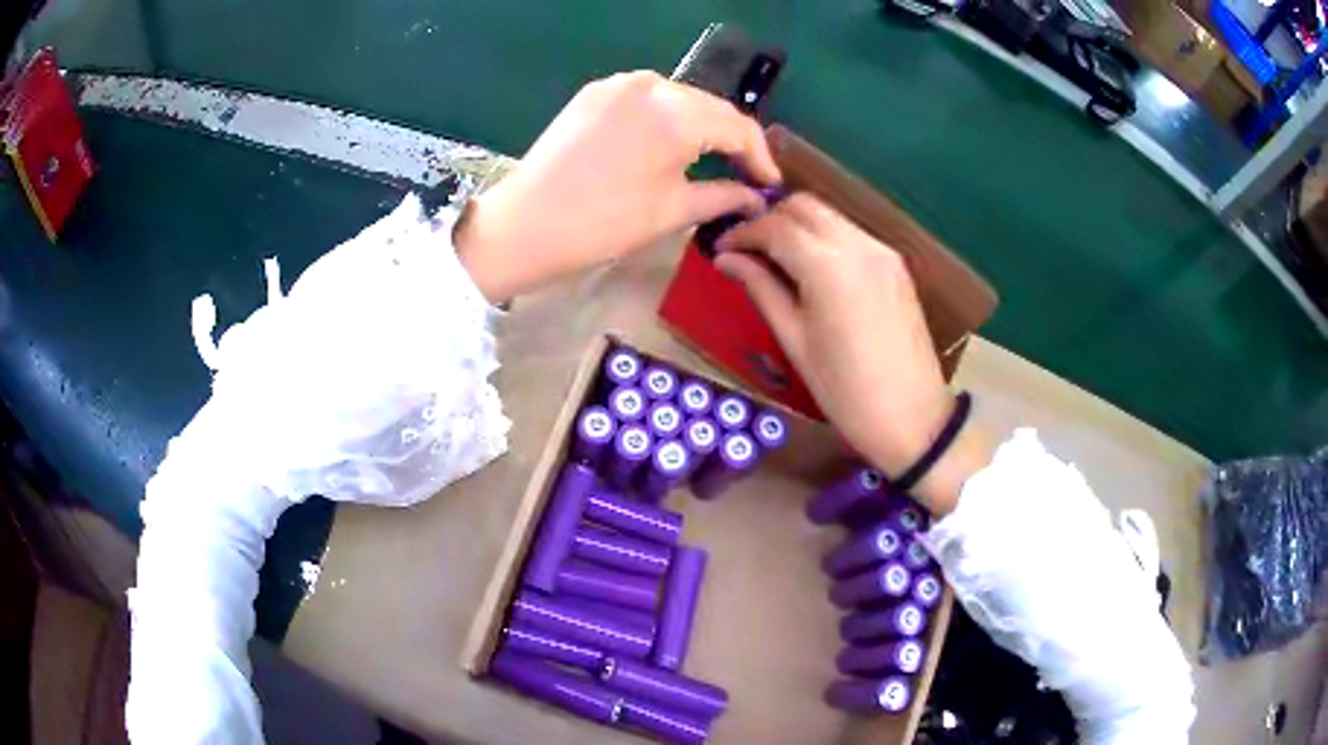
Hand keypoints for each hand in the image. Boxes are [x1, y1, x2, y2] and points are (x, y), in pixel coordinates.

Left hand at [455, 71, 779, 301]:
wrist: (524, 224)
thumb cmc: (602, 223)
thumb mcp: (671, 211)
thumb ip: (724, 196)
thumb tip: (756, 197)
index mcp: (676, 115)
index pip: (737, 126)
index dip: (760, 155)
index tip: (769, 183)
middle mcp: (652, 85)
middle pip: (710, 107)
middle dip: (731, 139)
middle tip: (745, 172)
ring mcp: (619, 83)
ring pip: (679, 99)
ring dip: (699, 126)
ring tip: (710, 158)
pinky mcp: (595, 91)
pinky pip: (646, 98)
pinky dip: (666, 117)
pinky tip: (667, 141)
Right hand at [715, 194, 988, 513]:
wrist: (911, 416)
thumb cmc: (843, 389)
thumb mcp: (794, 339)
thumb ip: (761, 288)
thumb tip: (726, 260)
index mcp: (828, 265)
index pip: (775, 226)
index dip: (742, 233)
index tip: (721, 250)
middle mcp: (858, 244)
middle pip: (804, 206)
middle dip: (770, 219)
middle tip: (747, 251)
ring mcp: (882, 251)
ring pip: (829, 216)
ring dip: (797, 226)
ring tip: (776, 260)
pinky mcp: (895, 264)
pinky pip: (851, 234)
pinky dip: (824, 238)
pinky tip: (812, 269)